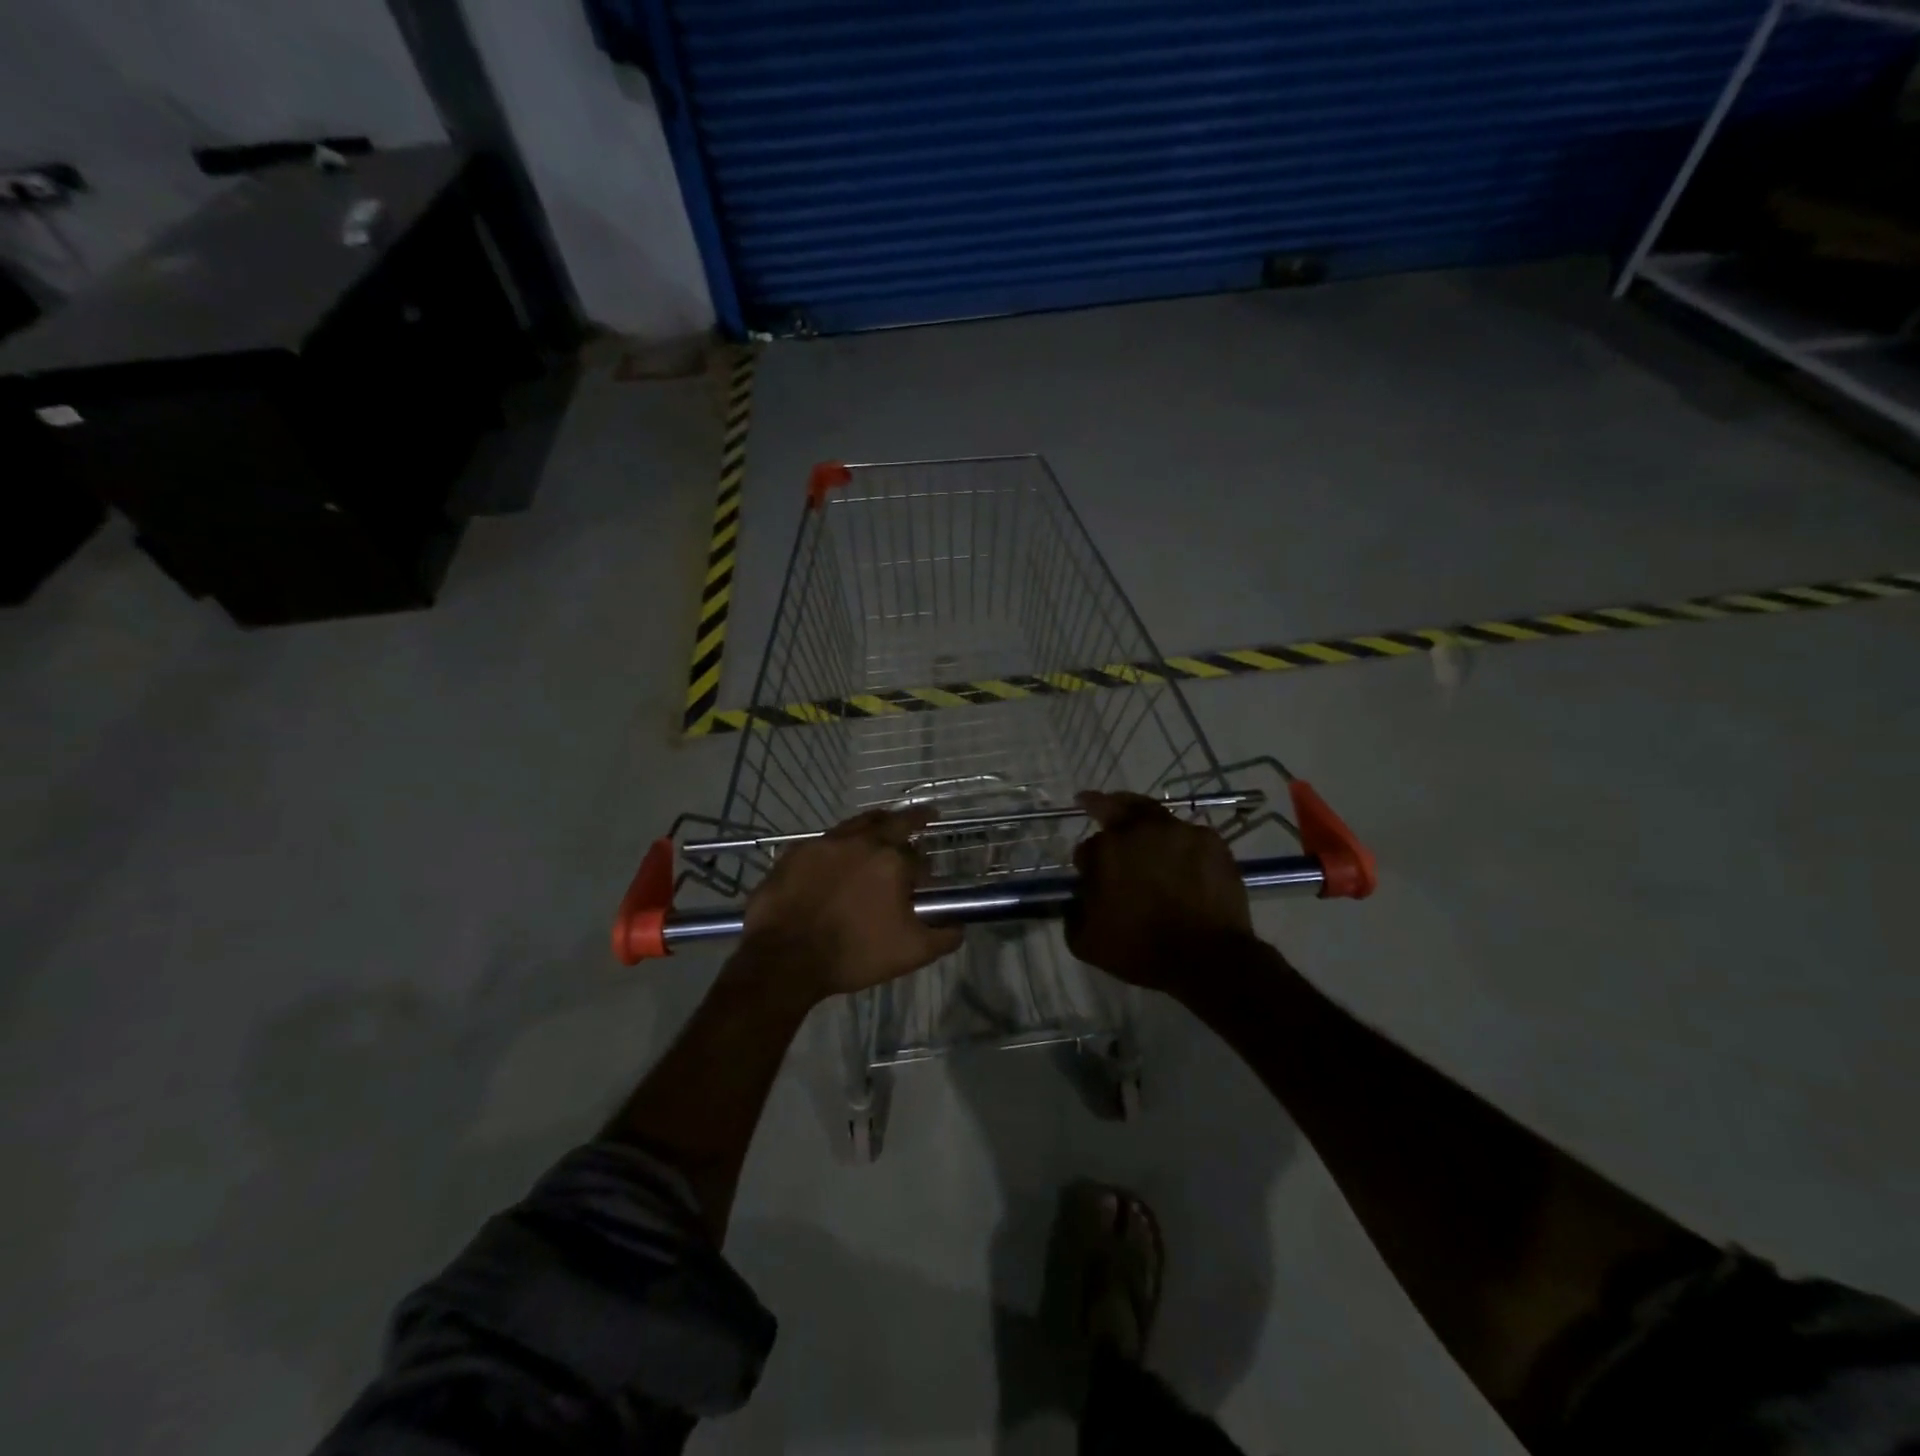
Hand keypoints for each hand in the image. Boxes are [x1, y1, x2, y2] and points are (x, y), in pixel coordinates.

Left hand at [740, 807, 961, 999]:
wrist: (784, 960)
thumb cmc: (853, 954)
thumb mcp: (911, 952)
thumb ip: (944, 936)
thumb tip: (959, 924)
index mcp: (891, 861)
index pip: (918, 856)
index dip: (924, 869)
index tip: (923, 882)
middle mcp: (860, 841)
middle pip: (892, 821)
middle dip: (912, 819)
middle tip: (924, 816)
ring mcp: (823, 844)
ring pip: (856, 824)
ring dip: (874, 824)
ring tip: (882, 827)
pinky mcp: (794, 853)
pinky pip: (824, 841)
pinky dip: (838, 845)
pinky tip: (835, 857)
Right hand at [1067, 790, 1254, 992]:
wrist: (1207, 958)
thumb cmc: (1141, 950)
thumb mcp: (1086, 944)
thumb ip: (1073, 916)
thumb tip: (1078, 903)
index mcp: (1105, 850)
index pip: (1086, 847)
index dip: (1086, 862)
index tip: (1090, 874)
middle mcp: (1140, 830)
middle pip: (1116, 807)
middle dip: (1102, 805)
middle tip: (1092, 802)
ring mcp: (1179, 832)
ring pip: (1154, 816)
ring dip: (1143, 822)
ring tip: (1141, 830)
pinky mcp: (1212, 842)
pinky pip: (1189, 836)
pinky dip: (1180, 844)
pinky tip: (1181, 859)